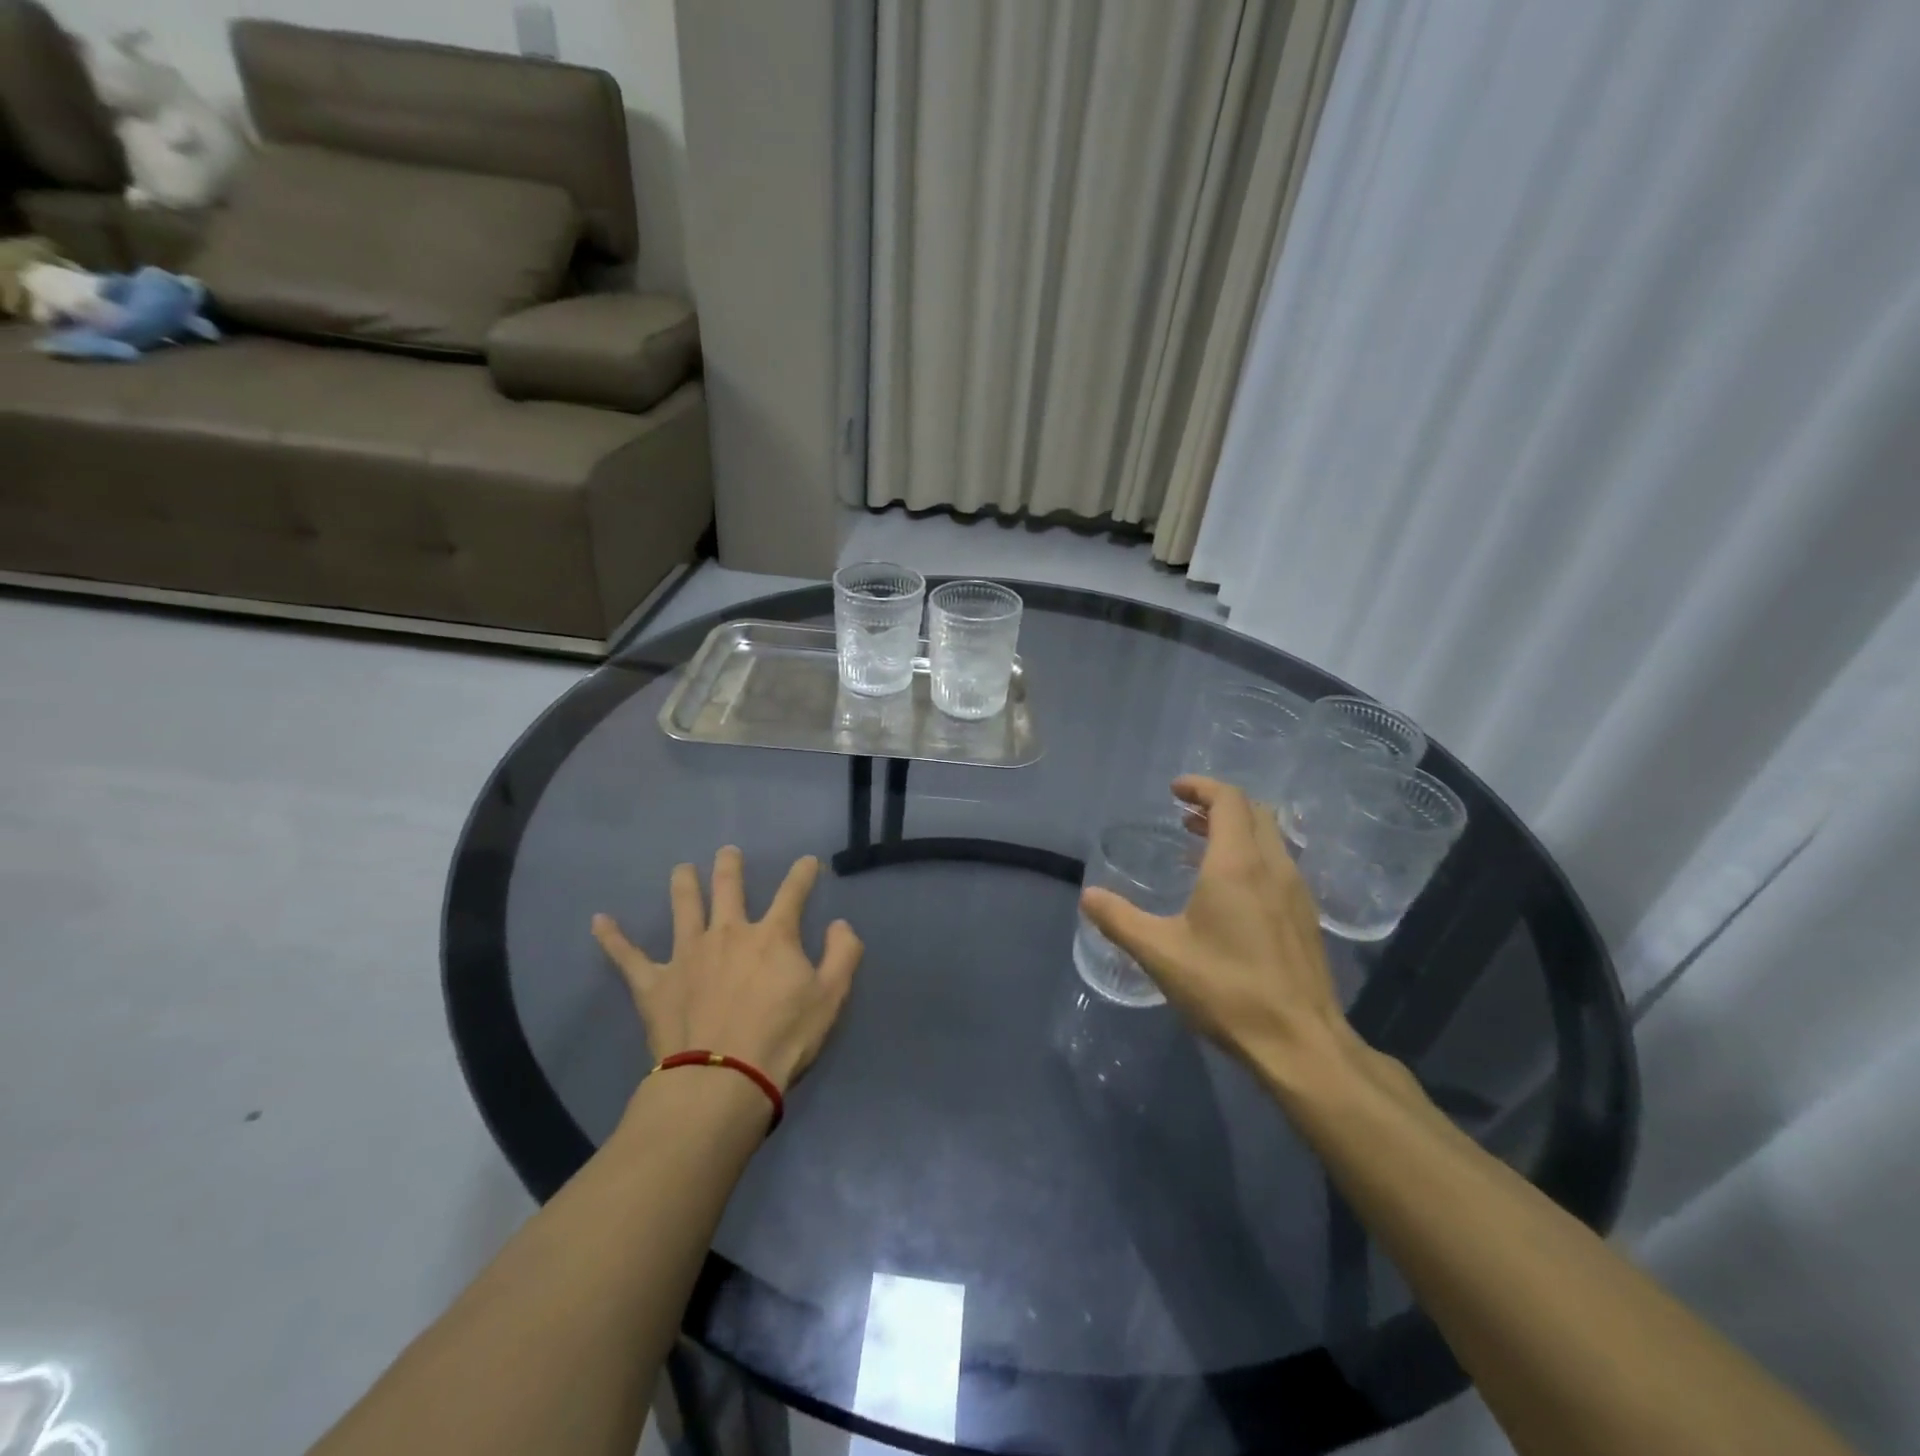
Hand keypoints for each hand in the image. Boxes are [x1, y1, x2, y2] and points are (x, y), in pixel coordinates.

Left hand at [591, 847, 862, 1091]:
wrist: (723, 1080)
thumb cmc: (784, 1038)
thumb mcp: (832, 997)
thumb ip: (843, 954)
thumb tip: (840, 924)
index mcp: (772, 936)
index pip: (793, 892)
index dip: (803, 874)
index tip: (808, 861)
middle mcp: (728, 933)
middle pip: (728, 888)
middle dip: (730, 866)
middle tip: (728, 852)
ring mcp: (688, 955)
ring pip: (684, 908)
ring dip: (683, 885)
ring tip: (681, 869)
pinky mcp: (655, 983)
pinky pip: (628, 957)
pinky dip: (613, 938)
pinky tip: (599, 921)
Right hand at [1080, 777, 1349, 1072]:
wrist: (1300, 1043)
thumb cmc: (1226, 989)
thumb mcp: (1160, 953)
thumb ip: (1120, 920)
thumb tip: (1088, 895)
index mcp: (1237, 865)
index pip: (1228, 800)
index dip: (1201, 787)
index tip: (1175, 790)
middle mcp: (1272, 867)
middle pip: (1253, 812)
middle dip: (1218, 804)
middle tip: (1184, 814)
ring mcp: (1296, 892)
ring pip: (1270, 839)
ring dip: (1236, 829)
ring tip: (1199, 844)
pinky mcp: (1305, 918)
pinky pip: (1278, 865)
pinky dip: (1251, 856)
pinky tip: (1228, 890)